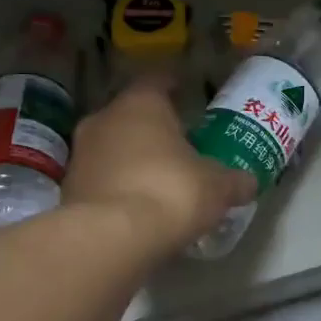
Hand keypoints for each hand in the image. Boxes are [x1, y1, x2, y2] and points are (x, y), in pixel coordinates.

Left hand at [60, 77, 256, 254]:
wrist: (111, 238)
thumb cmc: (171, 191)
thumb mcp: (217, 186)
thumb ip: (234, 181)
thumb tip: (249, 182)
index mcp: (141, 105)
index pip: (156, 81)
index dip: (173, 86)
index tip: (187, 93)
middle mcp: (104, 120)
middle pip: (132, 115)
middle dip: (154, 128)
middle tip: (180, 144)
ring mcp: (81, 155)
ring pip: (113, 147)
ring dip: (134, 159)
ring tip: (161, 179)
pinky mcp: (70, 190)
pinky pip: (102, 179)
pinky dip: (120, 187)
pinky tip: (140, 206)